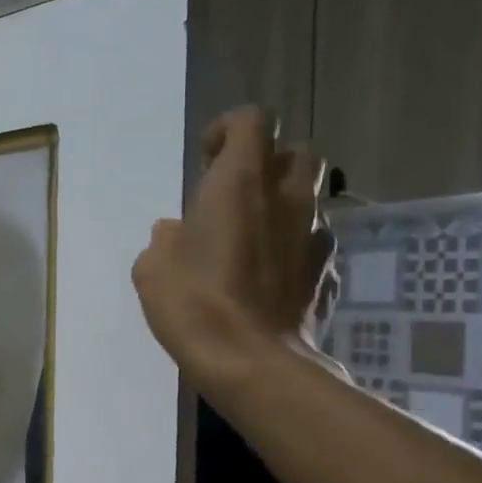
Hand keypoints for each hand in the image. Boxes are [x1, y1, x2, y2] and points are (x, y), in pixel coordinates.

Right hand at [131, 108, 334, 394]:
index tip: (208, 159)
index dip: (229, 129)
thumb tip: (176, 232)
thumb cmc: (194, 304)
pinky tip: (272, 280)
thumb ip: (166, 239)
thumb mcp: (152, 268)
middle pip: (297, 153)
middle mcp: (287, 197)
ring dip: (285, 209)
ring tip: (256, 242)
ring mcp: (315, 236)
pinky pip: (316, 246)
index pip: (252, 119)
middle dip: (271, 164)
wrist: (252, 362)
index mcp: (241, 181)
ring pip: (312, 200)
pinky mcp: (329, 274)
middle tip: (239, 196)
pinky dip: (296, 251)